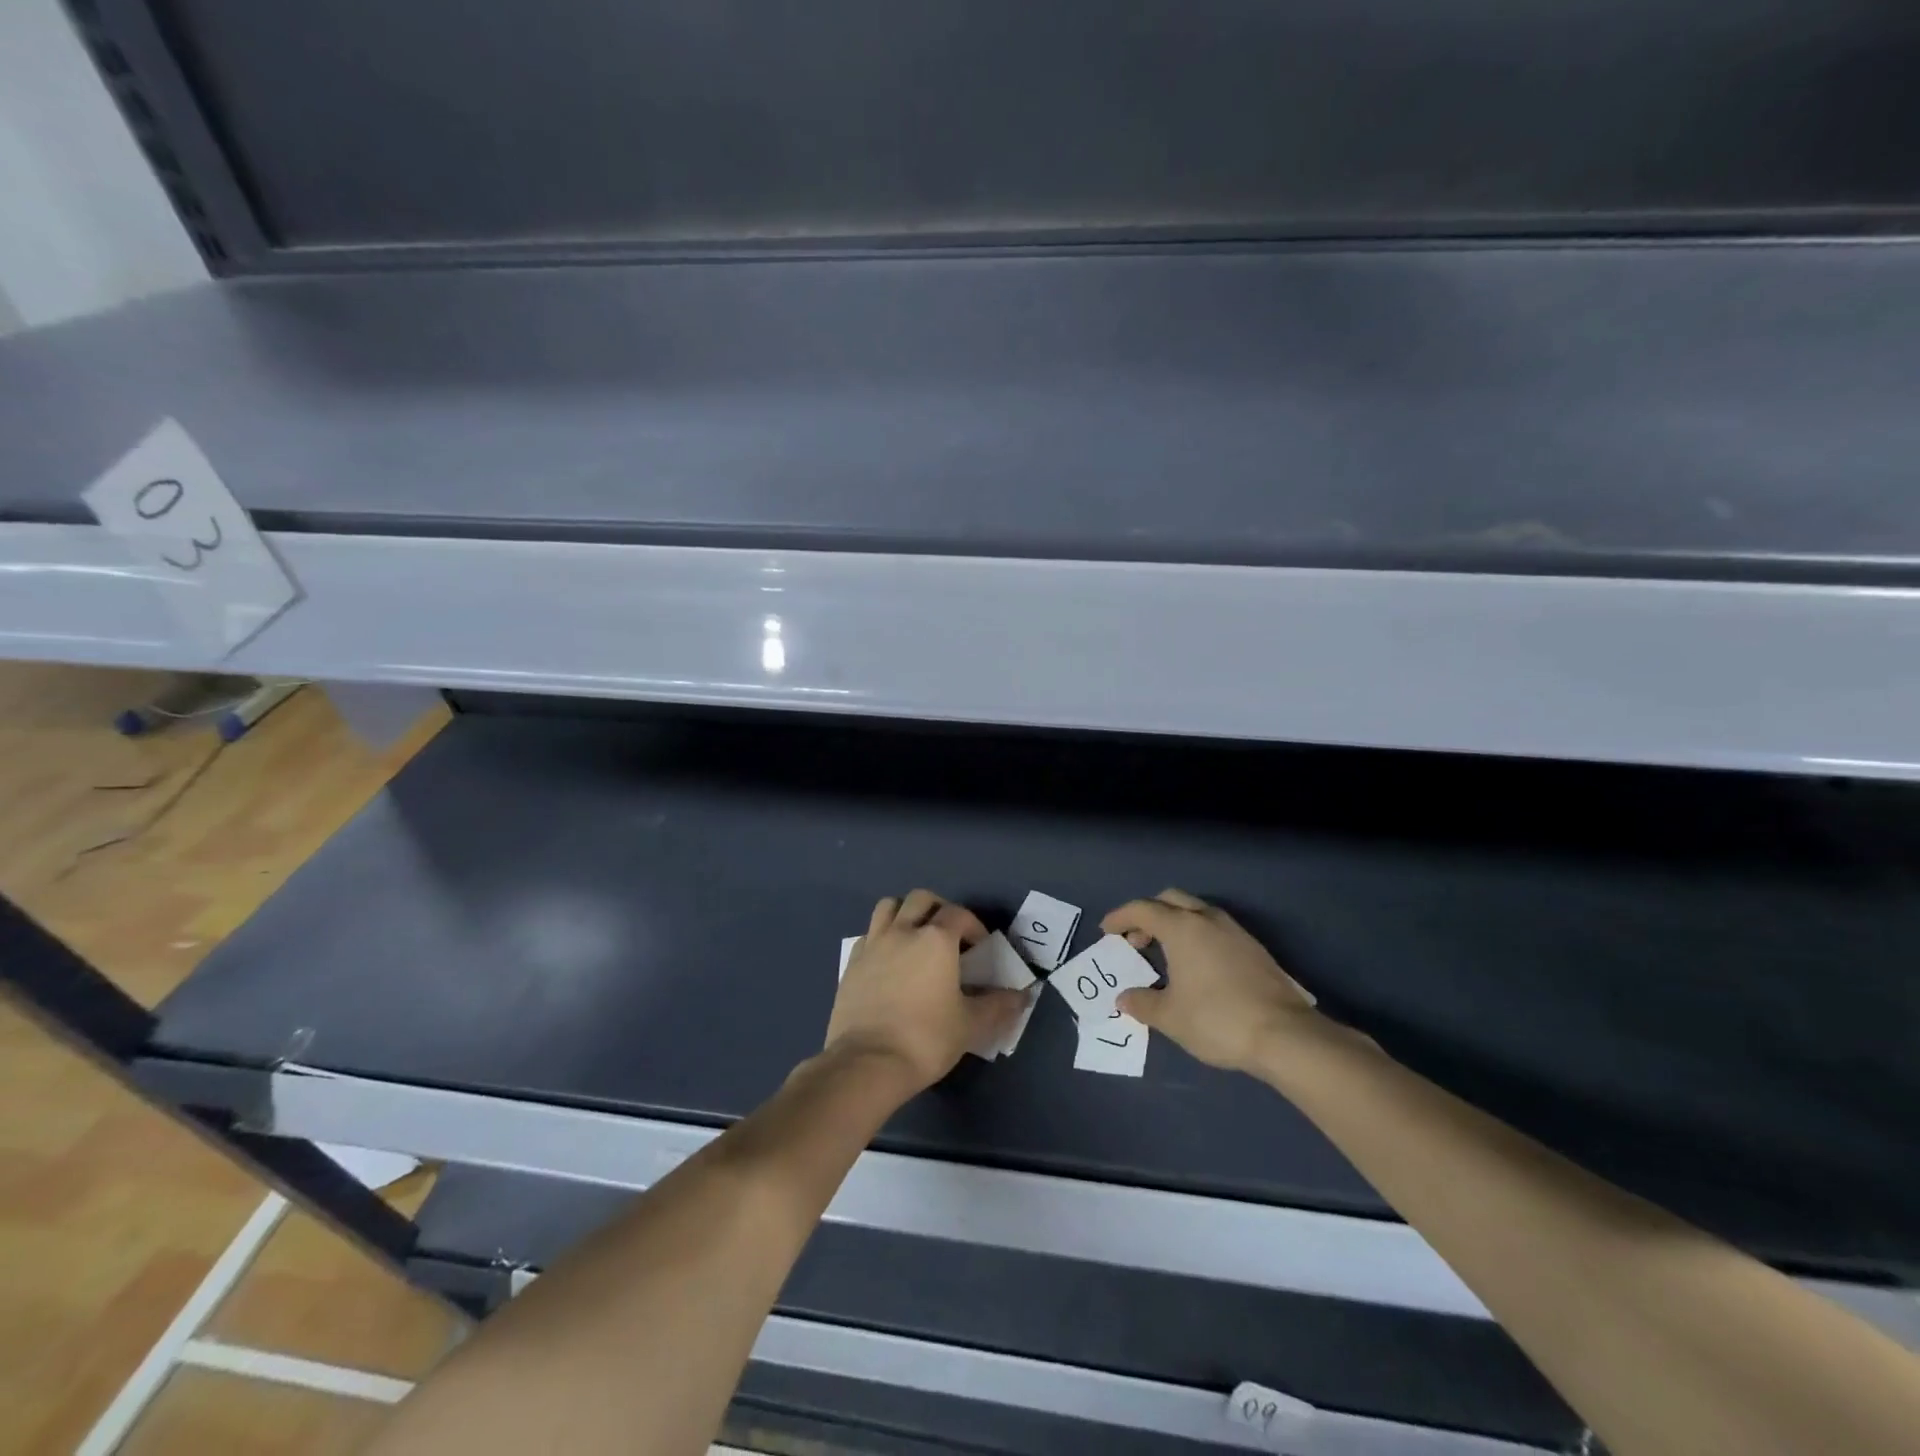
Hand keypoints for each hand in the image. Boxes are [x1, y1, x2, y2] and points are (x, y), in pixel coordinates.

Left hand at [825, 890, 1026, 1093]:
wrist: (867, 1063)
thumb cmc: (926, 1039)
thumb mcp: (971, 1025)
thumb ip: (998, 1006)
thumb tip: (1022, 996)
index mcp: (935, 939)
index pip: (959, 914)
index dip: (974, 925)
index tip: (981, 947)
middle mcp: (903, 931)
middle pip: (921, 899)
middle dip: (939, 909)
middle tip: (949, 936)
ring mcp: (873, 944)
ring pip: (888, 907)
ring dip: (905, 914)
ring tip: (916, 938)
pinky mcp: (851, 963)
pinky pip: (868, 935)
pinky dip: (881, 938)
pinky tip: (889, 962)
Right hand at [1104, 888, 1320, 1073]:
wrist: (1284, 1035)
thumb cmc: (1216, 1019)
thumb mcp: (1170, 1016)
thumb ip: (1142, 1003)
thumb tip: (1124, 998)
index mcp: (1181, 928)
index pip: (1142, 909)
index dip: (1120, 917)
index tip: (1106, 931)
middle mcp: (1207, 919)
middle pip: (1170, 899)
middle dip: (1148, 913)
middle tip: (1136, 940)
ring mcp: (1234, 930)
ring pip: (1196, 910)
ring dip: (1175, 922)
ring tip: (1165, 952)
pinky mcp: (1253, 947)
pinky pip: (1214, 927)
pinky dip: (1196, 934)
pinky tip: (1197, 964)